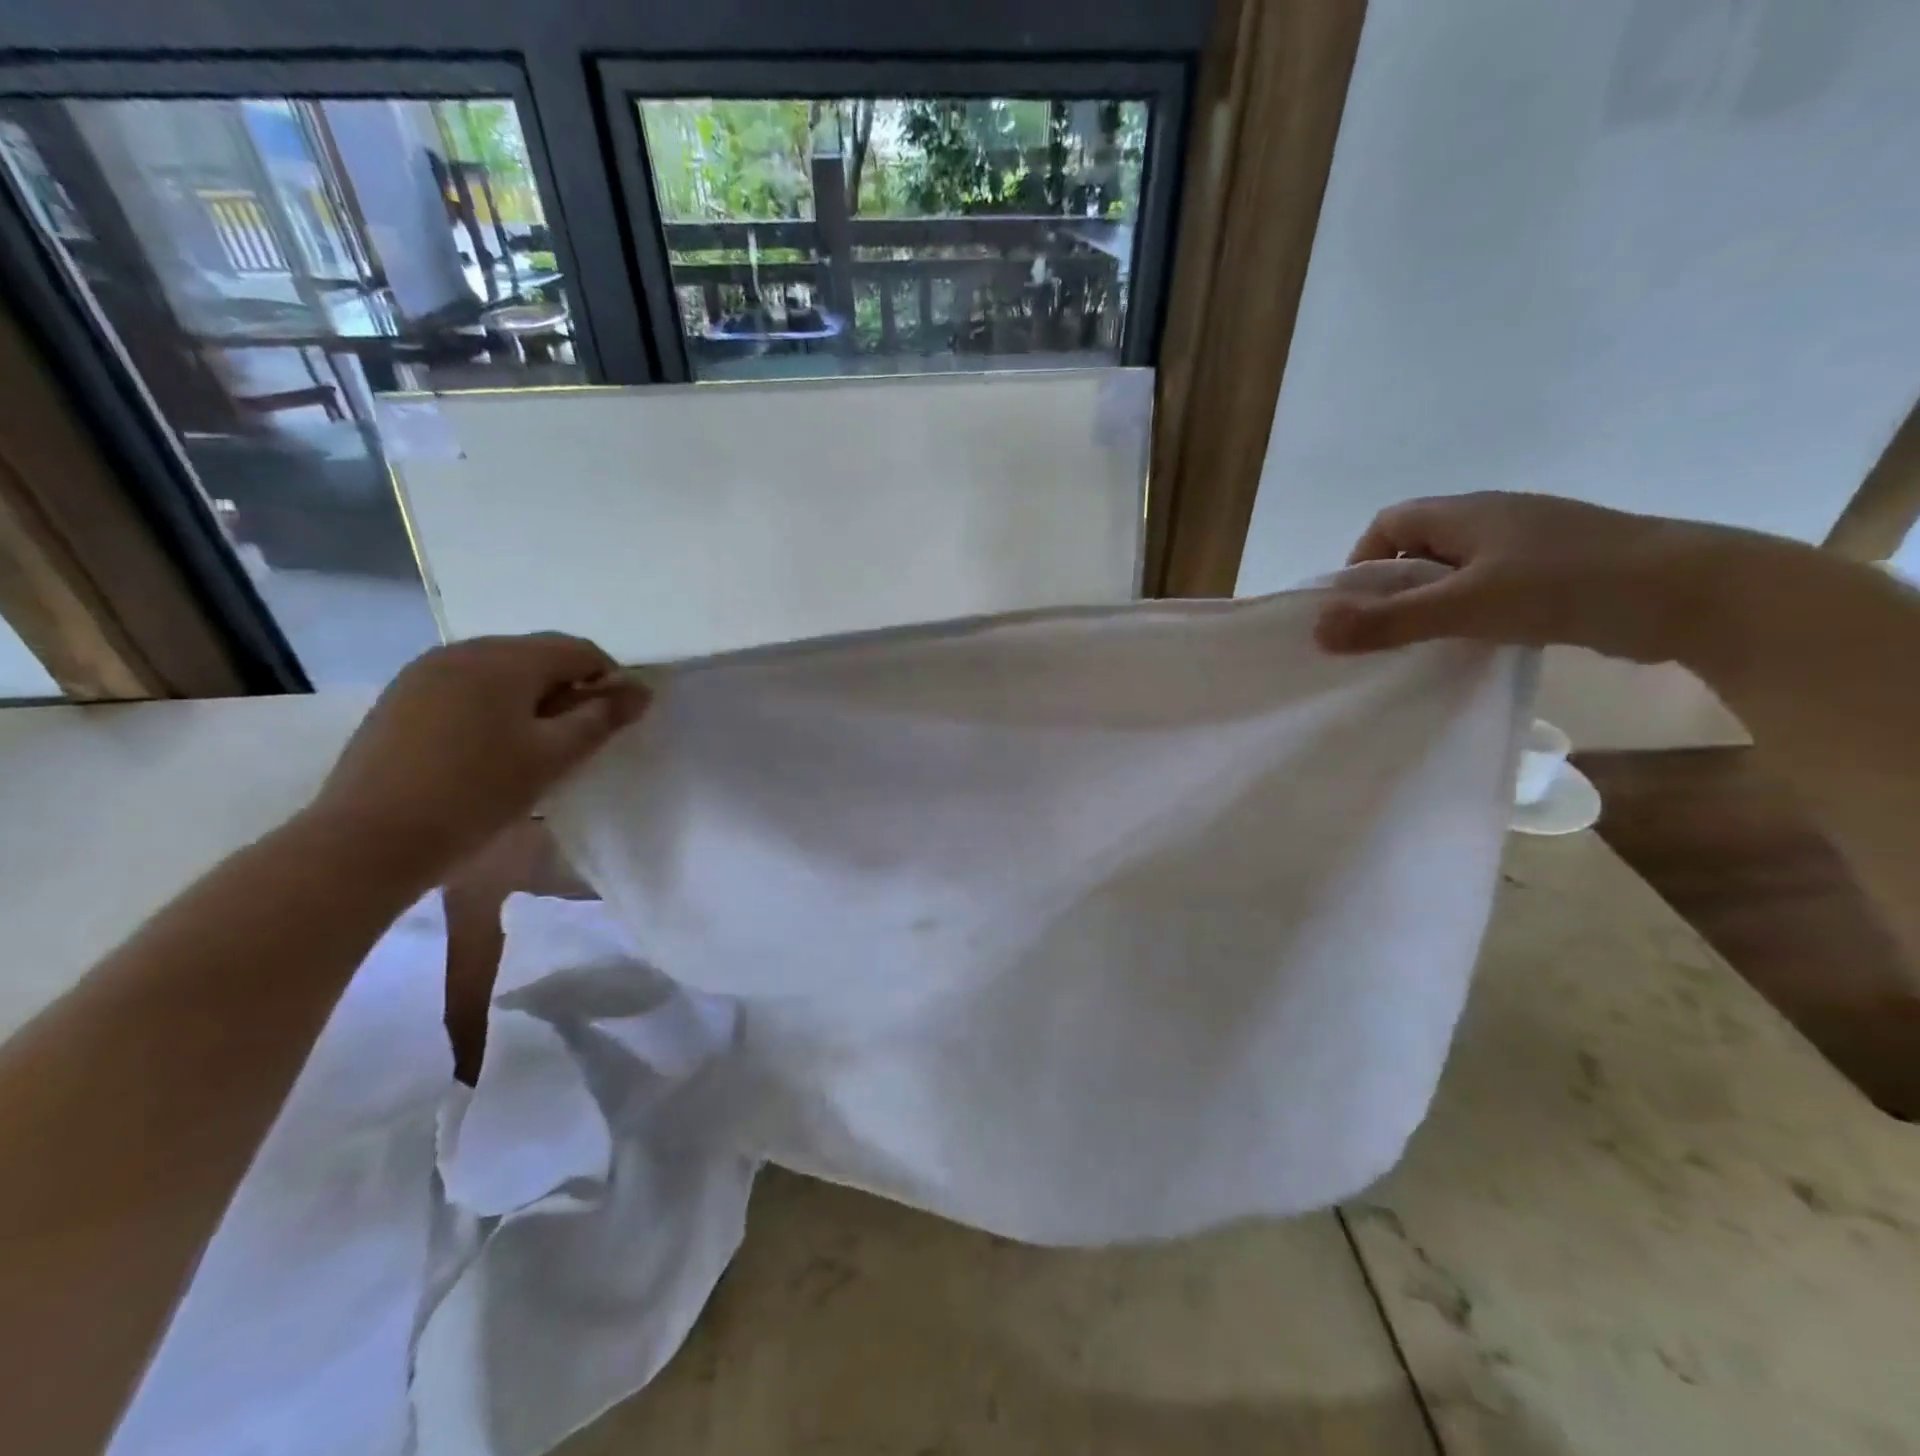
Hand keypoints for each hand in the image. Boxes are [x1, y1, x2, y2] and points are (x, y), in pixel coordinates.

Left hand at [307, 633, 649, 884]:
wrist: (368, 840)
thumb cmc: (477, 794)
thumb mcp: (554, 757)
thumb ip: (602, 718)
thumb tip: (642, 690)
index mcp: (504, 659)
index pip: (578, 650)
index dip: (608, 679)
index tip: (614, 721)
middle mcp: (463, 650)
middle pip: (536, 655)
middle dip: (567, 687)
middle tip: (576, 738)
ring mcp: (424, 672)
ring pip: (499, 671)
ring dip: (530, 697)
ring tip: (534, 745)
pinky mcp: (400, 698)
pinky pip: (465, 686)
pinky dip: (492, 705)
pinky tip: (488, 748)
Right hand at [1314, 491, 1719, 662]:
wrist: (1695, 593)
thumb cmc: (1567, 586)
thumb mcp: (1465, 607)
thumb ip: (1389, 621)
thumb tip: (1315, 630)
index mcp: (1467, 512)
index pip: (1389, 523)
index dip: (1362, 562)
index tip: (1357, 609)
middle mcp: (1493, 519)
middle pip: (1419, 546)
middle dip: (1393, 588)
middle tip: (1386, 633)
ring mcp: (1529, 544)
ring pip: (1455, 570)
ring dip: (1432, 603)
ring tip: (1427, 643)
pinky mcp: (1556, 571)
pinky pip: (1490, 586)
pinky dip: (1470, 612)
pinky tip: (1478, 641)